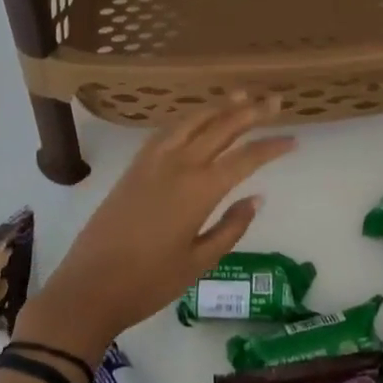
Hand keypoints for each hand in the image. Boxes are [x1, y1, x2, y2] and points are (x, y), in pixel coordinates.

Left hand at [19, 95, 295, 359]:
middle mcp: (179, 165)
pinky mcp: (134, 166)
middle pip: (221, 128)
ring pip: (192, 121)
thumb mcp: (199, 262)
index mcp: (199, 189)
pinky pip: (167, 130)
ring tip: (240, 95)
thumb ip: (231, 227)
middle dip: (251, 112)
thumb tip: (256, 197)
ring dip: (219, 107)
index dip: (272, 147)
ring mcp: (153, 161)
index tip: (294, 140)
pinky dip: (188, 118)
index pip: (246, 158)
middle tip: (275, 99)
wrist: (89, 287)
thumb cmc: (149, 282)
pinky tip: (195, 118)